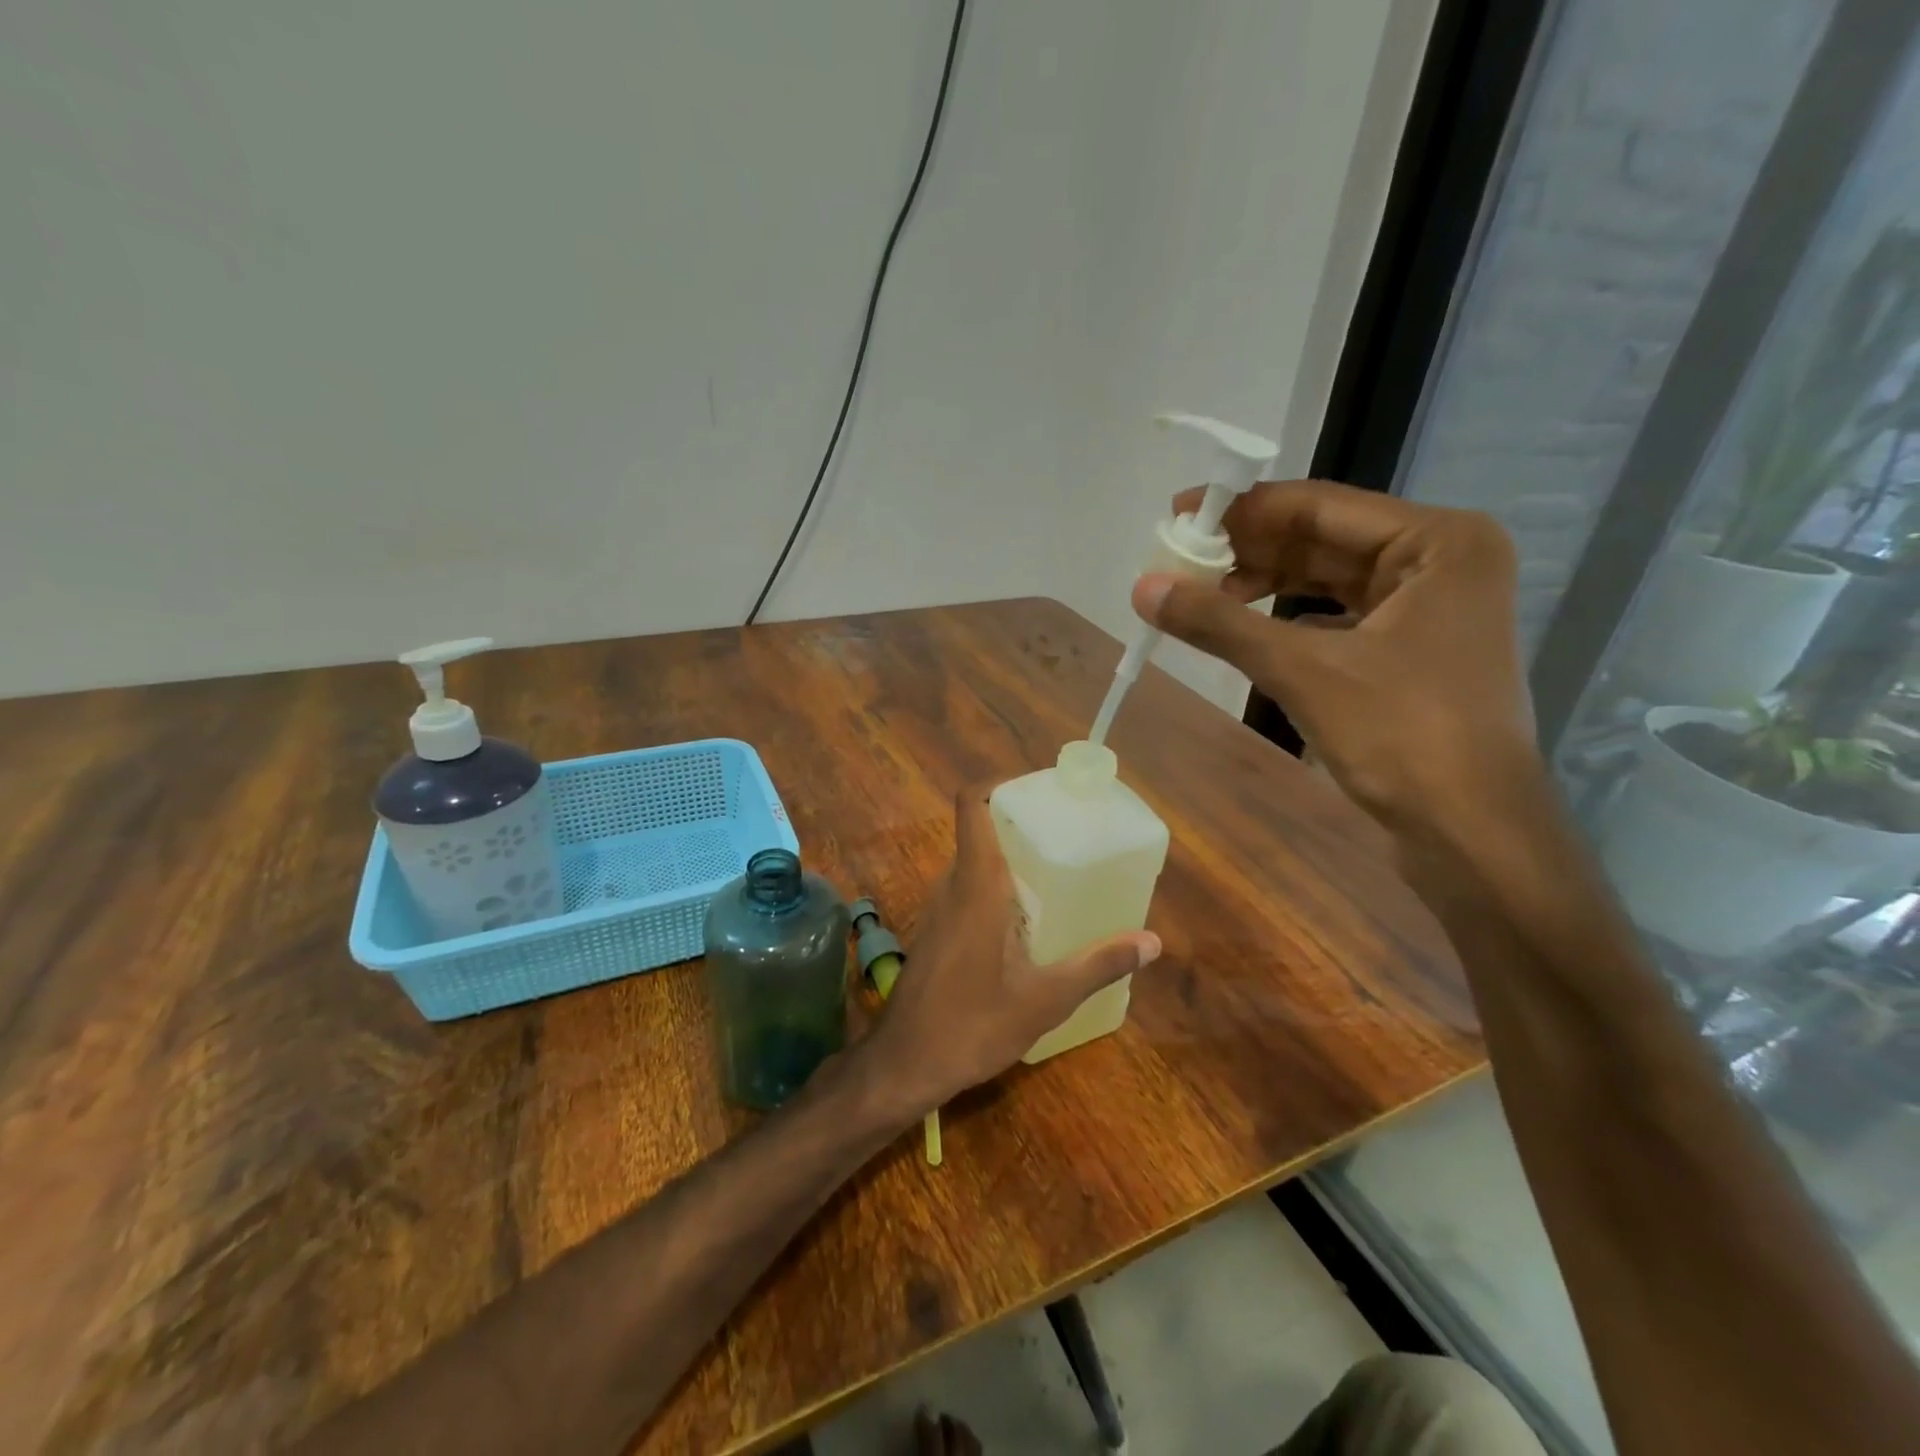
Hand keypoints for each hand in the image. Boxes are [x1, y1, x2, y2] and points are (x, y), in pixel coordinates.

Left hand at [860, 784, 1160, 1114]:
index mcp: (976, 884)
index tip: (1040, 790)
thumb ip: (1098, 965)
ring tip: (1056, 873)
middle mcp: (951, 885)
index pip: (972, 805)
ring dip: (1009, 860)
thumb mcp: (1045, 998)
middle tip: (1067, 834)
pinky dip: (996, 889)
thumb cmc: (972, 1024)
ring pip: (973, 864)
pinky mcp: (935, 932)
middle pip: (980, 831)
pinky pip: (966, 891)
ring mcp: (937, 908)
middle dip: (1020, 825)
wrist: (904, 1064)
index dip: (1000, 784)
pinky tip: (1027, 923)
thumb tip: (1152, 941)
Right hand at [1133, 480, 1535, 829]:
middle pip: (1324, 540)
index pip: (1320, 507)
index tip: (1178, 515)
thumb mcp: (1303, 670)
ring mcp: (1431, 608)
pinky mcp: (1413, 651)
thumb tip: (1142, 588)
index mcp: (1438, 541)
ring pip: (1328, 581)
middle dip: (1250, 552)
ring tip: (1202, 598)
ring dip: (1265, 587)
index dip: (1242, 510)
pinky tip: (1247, 633)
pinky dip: (1289, 621)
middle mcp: (1441, 561)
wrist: (1471, 833)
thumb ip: (1221, 623)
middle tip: (1180, 562)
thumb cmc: (1403, 736)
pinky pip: (1337, 618)